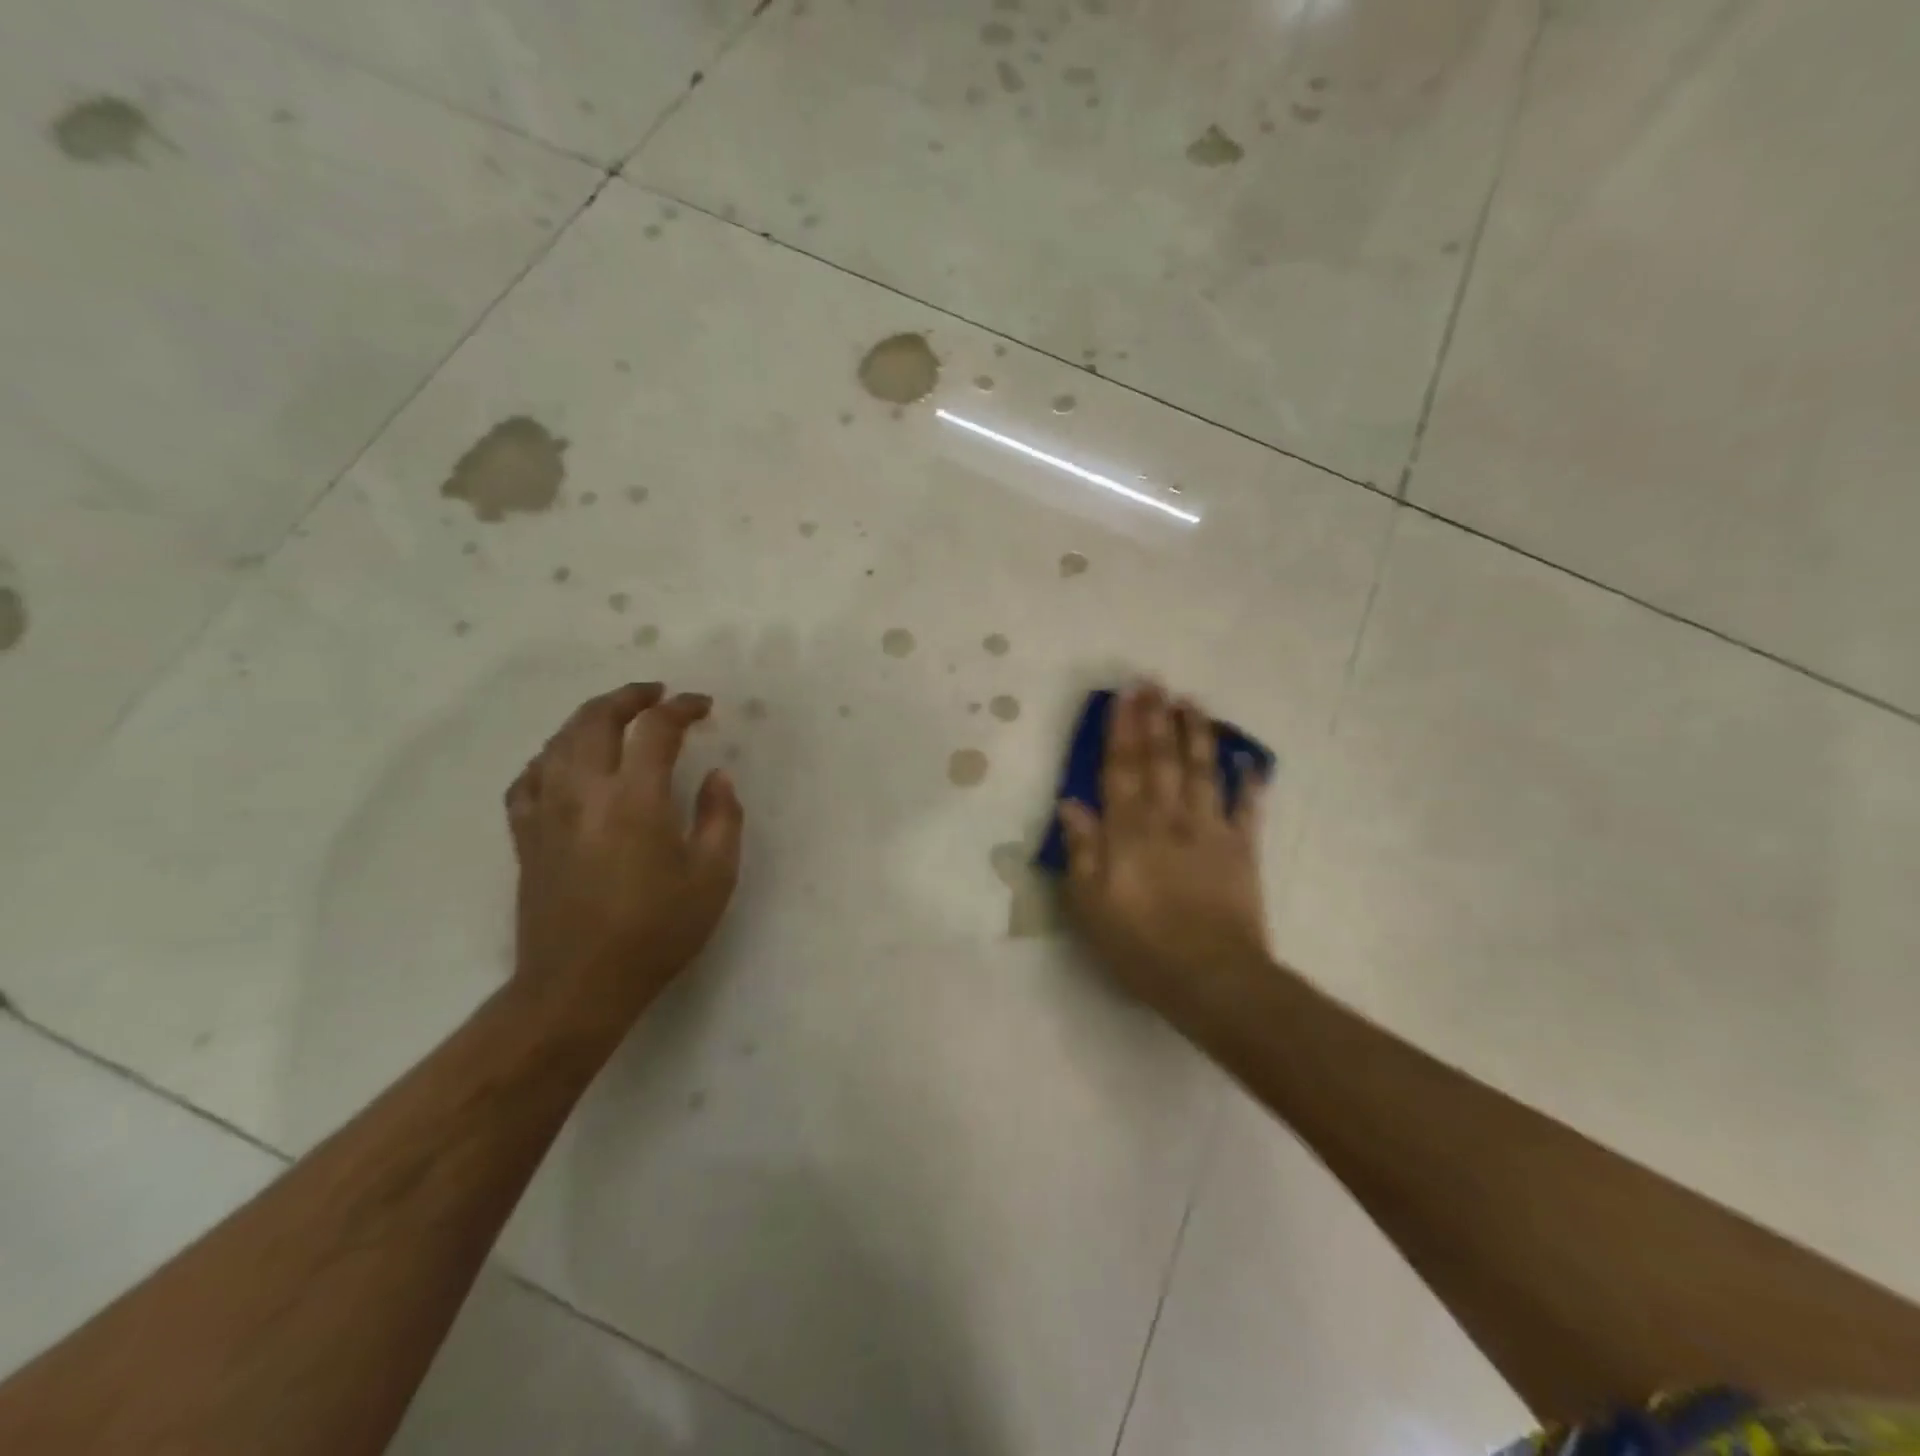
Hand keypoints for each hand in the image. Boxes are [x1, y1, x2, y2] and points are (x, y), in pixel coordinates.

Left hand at [505, 682, 743, 1027]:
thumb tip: (718, 777)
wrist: (578, 985)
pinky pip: (528, 778)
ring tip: (615, 718)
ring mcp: (547, 812)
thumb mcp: (713, 878)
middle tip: (656, 694)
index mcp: (635, 800)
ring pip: (558, 741)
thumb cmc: (656, 931)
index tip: (703, 706)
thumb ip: (721, 818)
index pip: (655, 729)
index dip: (681, 708)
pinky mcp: (525, 836)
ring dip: (589, 718)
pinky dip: (550, 757)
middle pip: (595, 719)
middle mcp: (584, 792)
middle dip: (629, 697)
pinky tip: (564, 763)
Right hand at [1059, 685, 1270, 1019]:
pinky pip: (1246, 808)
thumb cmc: (1140, 945)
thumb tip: (1070, 802)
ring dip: (1196, 734)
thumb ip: (1081, 849)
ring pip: (1202, 771)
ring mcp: (1210, 830)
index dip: (1121, 729)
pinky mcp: (1242, 849)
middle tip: (1154, 682)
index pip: (1122, 768)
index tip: (1124, 696)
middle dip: (1156, 718)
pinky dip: (1249, 781)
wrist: (1211, 977)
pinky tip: (1250, 759)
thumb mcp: (1090, 904)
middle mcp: (1169, 818)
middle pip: (1161, 759)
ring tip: (1192, 702)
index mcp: (1129, 830)